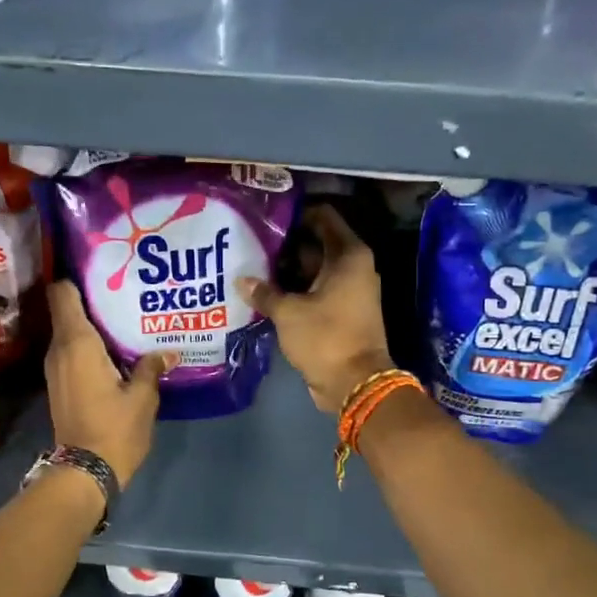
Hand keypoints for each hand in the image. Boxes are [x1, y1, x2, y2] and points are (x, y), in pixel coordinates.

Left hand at [44, 280, 171, 486]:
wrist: (84, 472)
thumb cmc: (114, 429)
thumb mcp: (142, 397)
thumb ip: (150, 367)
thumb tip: (167, 353)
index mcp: (77, 343)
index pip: (62, 293)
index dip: (78, 277)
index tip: (103, 270)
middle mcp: (59, 349)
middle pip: (68, 309)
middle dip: (93, 299)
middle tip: (126, 292)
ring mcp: (56, 368)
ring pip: (70, 332)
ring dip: (93, 325)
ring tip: (125, 319)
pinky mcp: (59, 384)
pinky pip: (72, 351)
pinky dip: (89, 345)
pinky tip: (116, 350)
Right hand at [239, 205, 395, 413]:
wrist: (354, 384)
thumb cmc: (325, 338)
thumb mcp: (288, 312)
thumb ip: (264, 292)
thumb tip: (242, 280)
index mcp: (348, 256)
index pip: (323, 216)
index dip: (296, 212)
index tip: (267, 216)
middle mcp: (353, 267)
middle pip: (316, 243)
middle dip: (286, 244)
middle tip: (251, 242)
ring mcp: (349, 291)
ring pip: (314, 269)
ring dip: (287, 270)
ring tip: (252, 265)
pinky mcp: (342, 312)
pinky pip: (315, 291)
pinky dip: (295, 290)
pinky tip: (266, 291)